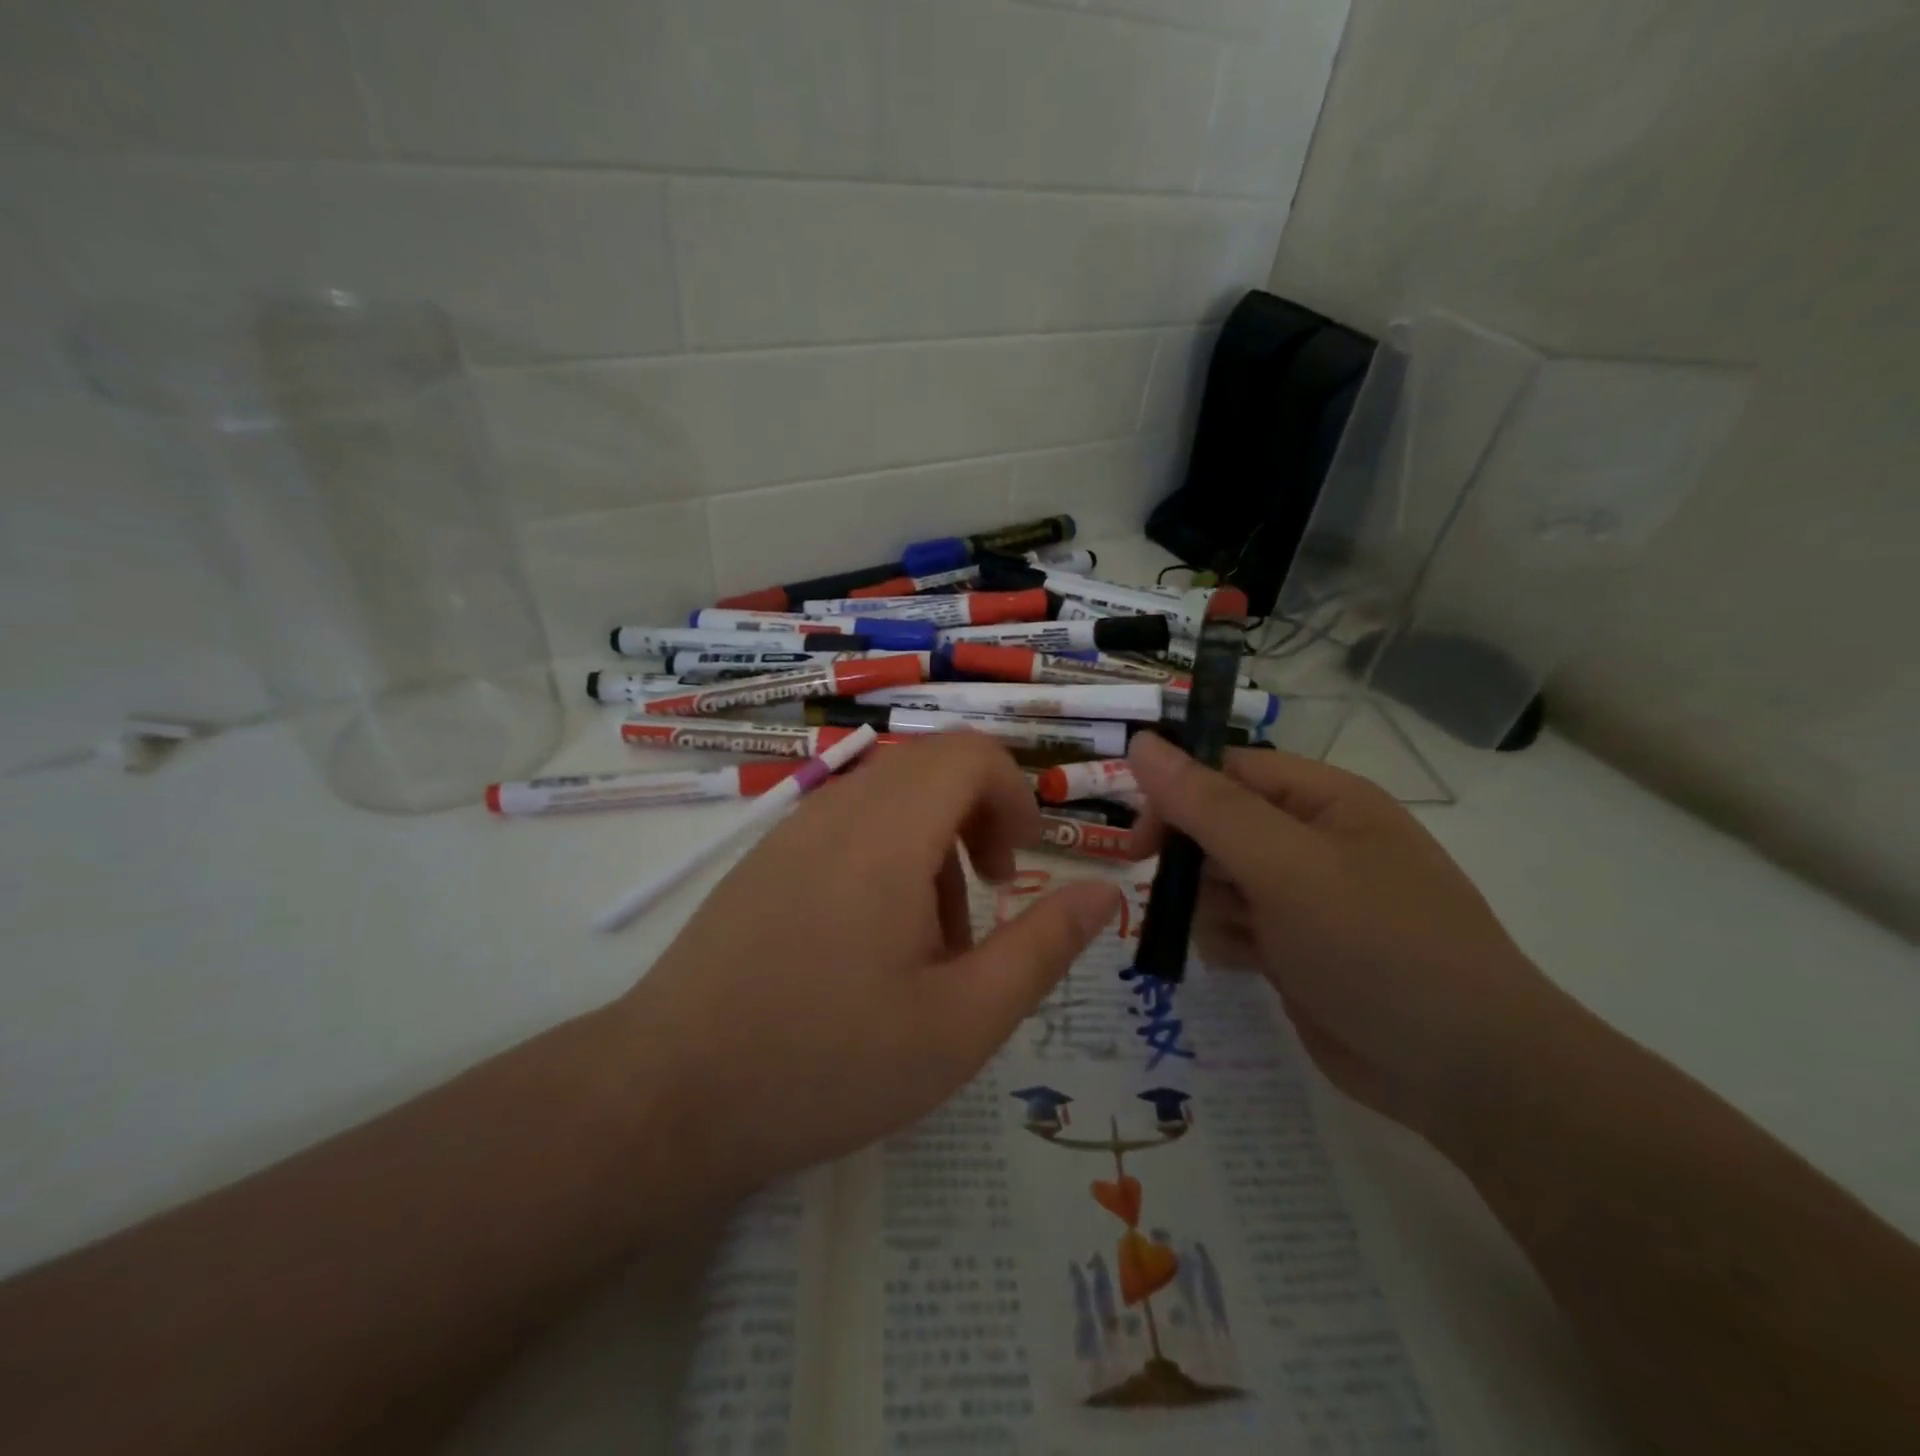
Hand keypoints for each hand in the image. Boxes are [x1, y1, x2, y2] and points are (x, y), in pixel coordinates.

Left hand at [623, 735, 1121, 1192]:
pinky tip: (868, 944)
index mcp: (887, 833)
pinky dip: (883, 858)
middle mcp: (836, 810)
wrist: (669, 1096)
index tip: (1021, 861)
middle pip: (930, 768)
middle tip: (985, 899)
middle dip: (976, 818)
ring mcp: (790, 831)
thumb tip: (1104, 891)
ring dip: (930, 846)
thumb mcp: (962, 1021)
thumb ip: (1042, 948)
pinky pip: (844, 826)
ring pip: (888, 799)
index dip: (1013, 792)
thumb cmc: (828, 1062)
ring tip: (927, 943)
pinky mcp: (763, 860)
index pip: (968, 752)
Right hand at [1127, 732, 1558, 1134]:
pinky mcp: (1294, 948)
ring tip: (1238, 937)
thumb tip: (1140, 743)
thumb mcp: (1286, 865)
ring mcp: (1303, 897)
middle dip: (1190, 860)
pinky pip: (1231, 926)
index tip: (1139, 841)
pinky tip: (1245, 965)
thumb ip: (1207, 805)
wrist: (1463, 1071)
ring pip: (1215, 880)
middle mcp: (1311, 840)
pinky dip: (1224, 941)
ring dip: (1206, 906)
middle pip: (1215, 826)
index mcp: (1322, 800)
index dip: (1175, 795)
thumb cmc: (1376, 944)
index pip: (1226, 771)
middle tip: (1173, 892)